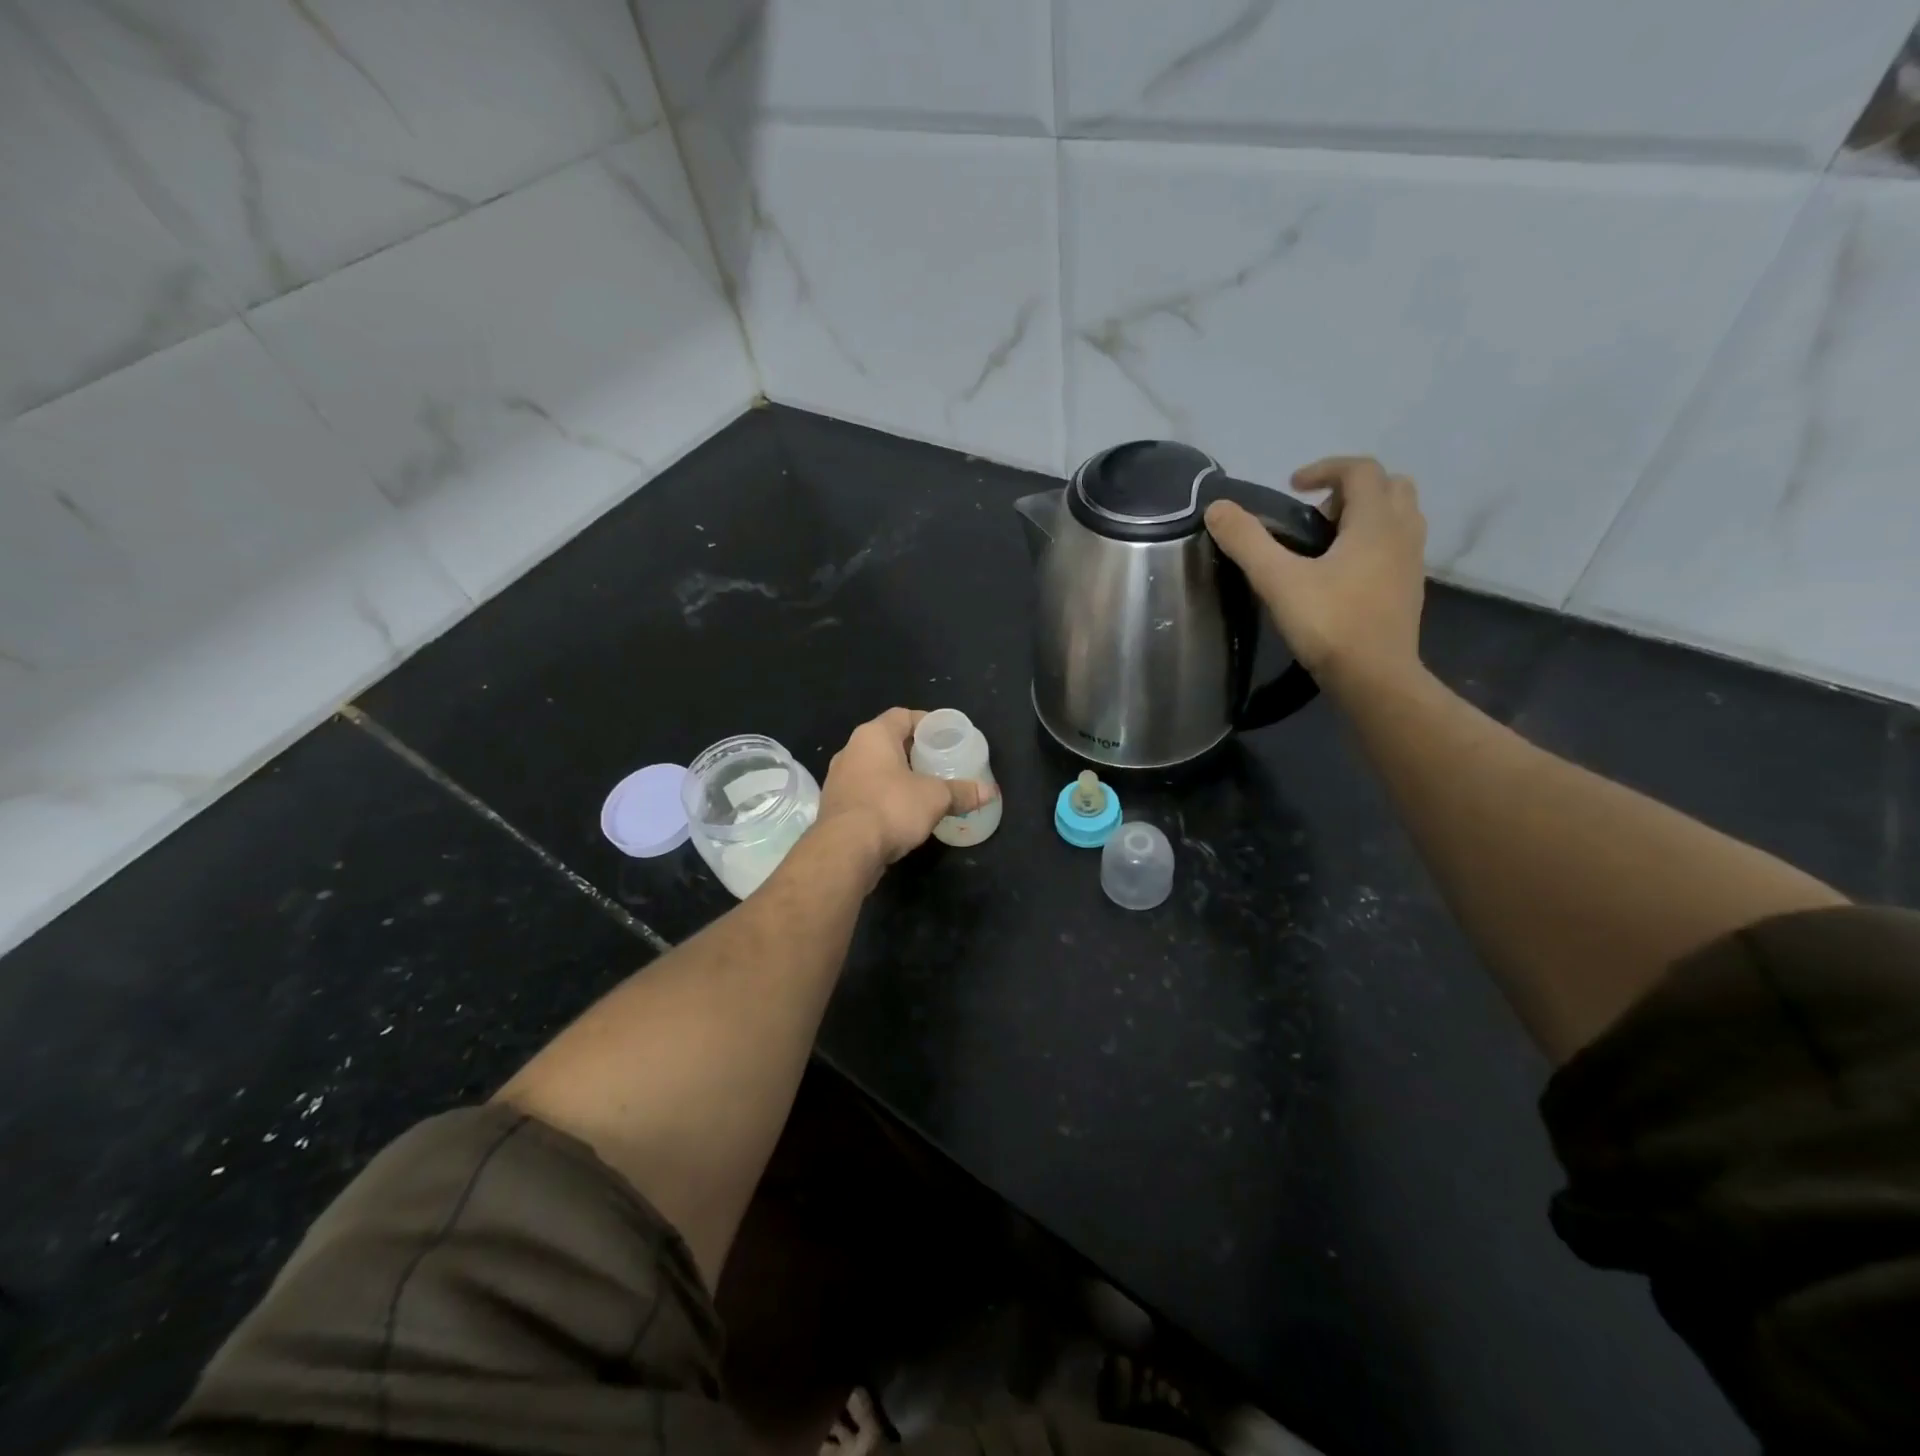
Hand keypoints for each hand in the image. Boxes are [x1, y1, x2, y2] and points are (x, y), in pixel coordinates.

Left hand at [815, 708, 996, 874]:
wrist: (845, 850)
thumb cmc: (891, 807)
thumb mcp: (935, 798)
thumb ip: (961, 792)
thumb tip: (989, 793)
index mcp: (873, 735)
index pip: (902, 716)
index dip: (926, 723)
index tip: (945, 737)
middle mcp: (850, 750)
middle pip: (887, 742)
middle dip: (912, 752)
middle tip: (938, 763)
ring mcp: (838, 779)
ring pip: (873, 769)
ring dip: (896, 776)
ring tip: (922, 788)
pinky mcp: (834, 806)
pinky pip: (864, 792)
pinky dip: (882, 797)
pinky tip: (900, 812)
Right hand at [1204, 455, 1426, 691]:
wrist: (1375, 678)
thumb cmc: (1330, 624)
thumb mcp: (1278, 580)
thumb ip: (1247, 541)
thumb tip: (1217, 507)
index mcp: (1376, 522)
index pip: (1360, 470)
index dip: (1324, 468)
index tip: (1292, 487)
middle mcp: (1403, 533)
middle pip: (1389, 486)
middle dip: (1350, 490)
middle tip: (1314, 515)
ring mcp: (1412, 562)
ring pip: (1398, 516)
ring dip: (1364, 515)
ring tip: (1325, 543)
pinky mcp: (1409, 589)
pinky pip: (1397, 546)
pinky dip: (1372, 542)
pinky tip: (1341, 574)